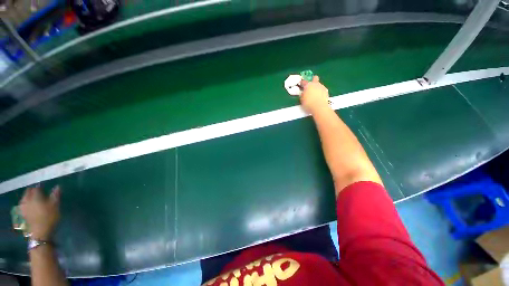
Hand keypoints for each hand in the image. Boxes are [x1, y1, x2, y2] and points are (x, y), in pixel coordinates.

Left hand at [19, 186, 60, 240]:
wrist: (41, 232)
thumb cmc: (49, 217)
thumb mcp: (55, 206)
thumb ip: (55, 195)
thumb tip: (57, 186)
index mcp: (35, 196)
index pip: (36, 188)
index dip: (40, 187)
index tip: (44, 187)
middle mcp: (27, 200)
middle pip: (28, 192)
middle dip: (32, 191)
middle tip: (38, 192)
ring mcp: (24, 207)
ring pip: (24, 199)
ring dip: (28, 197)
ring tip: (33, 198)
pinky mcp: (23, 214)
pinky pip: (23, 205)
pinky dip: (26, 203)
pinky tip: (29, 206)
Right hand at [300, 75, 329, 114]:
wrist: (319, 108)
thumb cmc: (308, 104)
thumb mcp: (302, 100)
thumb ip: (302, 95)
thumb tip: (303, 93)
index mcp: (308, 85)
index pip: (304, 81)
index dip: (302, 83)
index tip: (301, 85)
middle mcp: (315, 84)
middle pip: (315, 78)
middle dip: (313, 80)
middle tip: (310, 87)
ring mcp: (322, 87)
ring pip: (319, 84)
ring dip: (316, 88)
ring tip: (314, 95)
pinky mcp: (326, 91)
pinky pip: (322, 90)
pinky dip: (320, 92)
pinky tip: (318, 98)